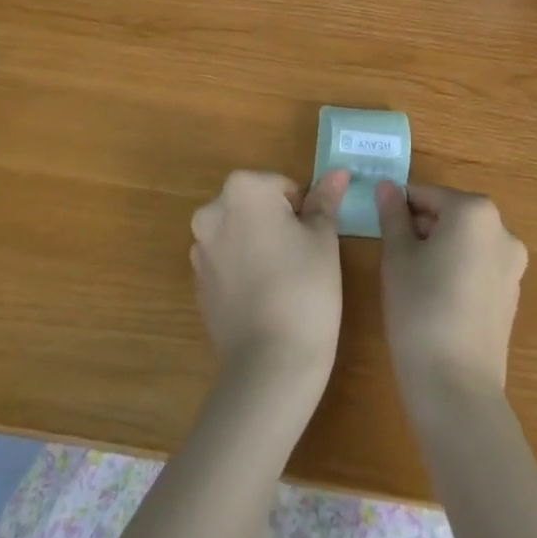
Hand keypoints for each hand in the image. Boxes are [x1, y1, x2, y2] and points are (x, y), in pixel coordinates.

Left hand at [191, 169, 348, 386]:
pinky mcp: (198, 285)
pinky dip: (245, 272)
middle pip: (257, 206)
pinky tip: (265, 300)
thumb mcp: (323, 238)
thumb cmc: (304, 288)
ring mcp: (199, 250)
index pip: (283, 186)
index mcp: (243, 189)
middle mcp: (212, 211)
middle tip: (303, 260)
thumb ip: (325, 200)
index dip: (304, 212)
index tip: (313, 241)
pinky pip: (228, 264)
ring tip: (285, 283)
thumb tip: (338, 172)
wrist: (269, 365)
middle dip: (279, 225)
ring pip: (241, 234)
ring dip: (260, 246)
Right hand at [376, 182, 527, 413]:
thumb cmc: (420, 309)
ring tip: (411, 278)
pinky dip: (456, 270)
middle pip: (450, 215)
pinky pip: (478, 266)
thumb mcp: (397, 256)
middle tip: (392, 253)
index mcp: (475, 212)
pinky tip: (434, 298)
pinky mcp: (512, 295)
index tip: (380, 225)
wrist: (456, 388)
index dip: (400, 207)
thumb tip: (386, 186)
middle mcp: (502, 230)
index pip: (427, 195)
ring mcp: (512, 265)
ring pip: (465, 241)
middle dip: (421, 227)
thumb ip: (392, 215)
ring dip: (439, 248)